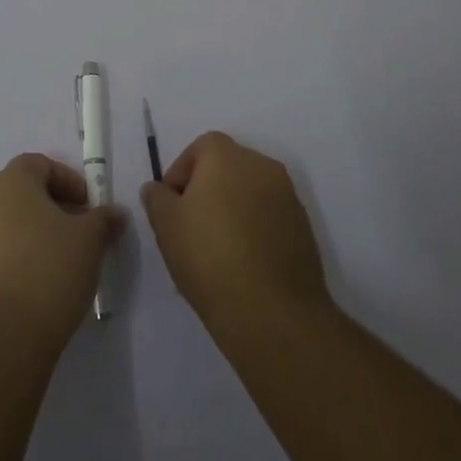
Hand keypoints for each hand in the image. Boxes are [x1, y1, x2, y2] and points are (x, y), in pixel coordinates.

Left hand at [0, 154, 125, 348]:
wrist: (1, 335)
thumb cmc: (49, 270)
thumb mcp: (90, 241)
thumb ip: (104, 220)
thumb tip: (114, 214)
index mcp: (10, 181)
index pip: (40, 164)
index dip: (69, 181)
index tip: (89, 207)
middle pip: (22, 191)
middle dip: (53, 207)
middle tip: (80, 233)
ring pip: (8, 222)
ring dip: (35, 233)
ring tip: (61, 261)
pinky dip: (17, 256)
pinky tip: (38, 283)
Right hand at [140, 131, 330, 333]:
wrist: (273, 312)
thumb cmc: (210, 257)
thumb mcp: (166, 225)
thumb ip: (157, 198)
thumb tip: (158, 188)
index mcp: (227, 156)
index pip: (200, 148)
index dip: (181, 173)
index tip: (171, 206)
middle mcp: (261, 165)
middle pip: (227, 166)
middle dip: (207, 189)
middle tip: (191, 225)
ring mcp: (288, 196)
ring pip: (250, 192)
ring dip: (233, 208)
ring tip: (217, 248)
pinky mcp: (304, 227)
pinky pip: (270, 216)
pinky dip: (255, 228)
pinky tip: (243, 261)